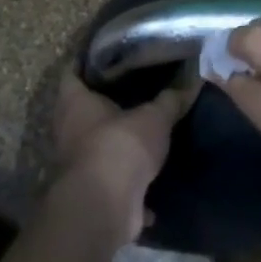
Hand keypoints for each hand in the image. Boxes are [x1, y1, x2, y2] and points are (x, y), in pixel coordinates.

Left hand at [51, 70, 198, 244]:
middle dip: (106, 103)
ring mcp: (77, 164)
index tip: (108, 54)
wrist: (105, 208)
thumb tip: (192, 79)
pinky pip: (112, 181)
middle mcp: (68, 130)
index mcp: (75, 102)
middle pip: (83, 110)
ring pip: (97, 146)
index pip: (72, 72)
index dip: (86, 62)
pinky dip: (129, 182)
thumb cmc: (120, 146)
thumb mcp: (154, 118)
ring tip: (145, 128)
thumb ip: (171, 100)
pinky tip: (152, 177)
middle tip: (135, 88)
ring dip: (116, 143)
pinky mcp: (91, 192)